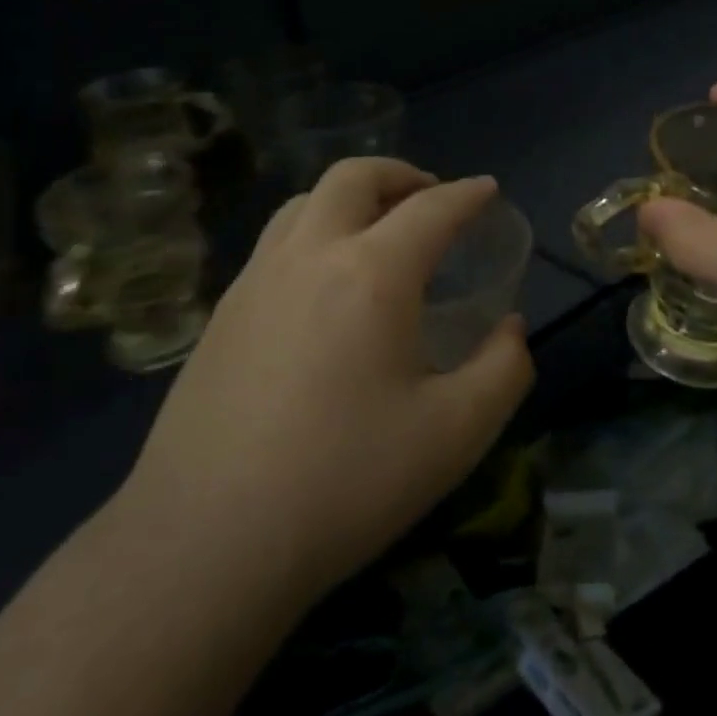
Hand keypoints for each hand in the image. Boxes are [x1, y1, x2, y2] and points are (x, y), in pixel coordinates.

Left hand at [123, 160, 533, 598]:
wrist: (207, 541)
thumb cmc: (345, 482)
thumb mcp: (455, 435)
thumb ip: (503, 370)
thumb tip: (509, 327)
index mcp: (371, 274)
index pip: (431, 209)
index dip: (468, 194)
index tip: (487, 190)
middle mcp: (310, 255)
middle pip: (354, 177)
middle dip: (401, 174)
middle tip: (431, 198)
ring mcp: (255, 279)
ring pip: (305, 202)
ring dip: (350, 198)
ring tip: (377, 231)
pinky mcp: (221, 312)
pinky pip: (276, 242)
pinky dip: (313, 231)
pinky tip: (323, 285)